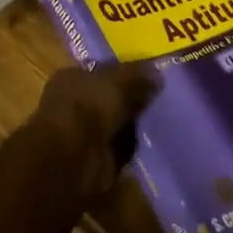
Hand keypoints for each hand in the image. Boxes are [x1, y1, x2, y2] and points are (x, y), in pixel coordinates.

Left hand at [20, 64, 156, 206]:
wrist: (74, 157)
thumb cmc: (89, 106)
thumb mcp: (119, 80)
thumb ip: (138, 75)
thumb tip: (157, 74)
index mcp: (71, 78)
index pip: (101, 71)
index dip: (125, 73)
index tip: (151, 77)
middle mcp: (73, 104)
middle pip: (109, 99)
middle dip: (132, 100)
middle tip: (162, 99)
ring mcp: (82, 134)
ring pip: (115, 124)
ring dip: (134, 126)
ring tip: (161, 121)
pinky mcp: (93, 160)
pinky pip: (119, 149)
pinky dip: (132, 148)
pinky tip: (152, 143)